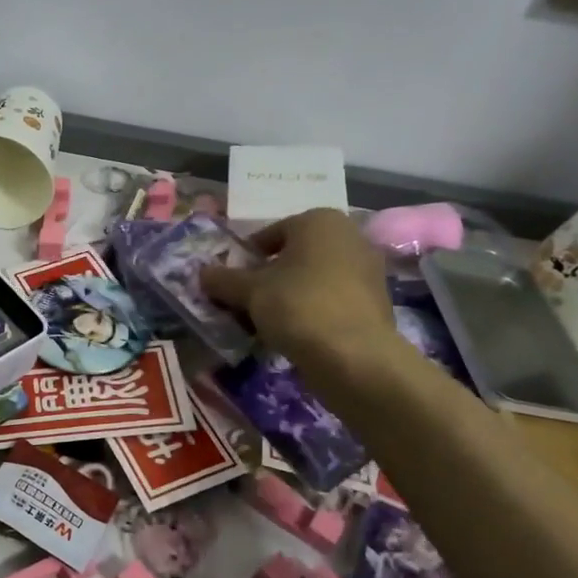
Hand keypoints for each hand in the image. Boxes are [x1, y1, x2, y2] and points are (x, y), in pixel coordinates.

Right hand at [199, 210, 396, 372]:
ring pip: (312, 278)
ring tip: (266, 321)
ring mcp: (367, 270)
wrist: (354, 356)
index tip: (231, 282)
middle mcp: (349, 236)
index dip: (246, 258)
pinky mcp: (375, 302)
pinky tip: (293, 333)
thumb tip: (202, 273)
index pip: (270, 233)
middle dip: (268, 277)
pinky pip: (330, 299)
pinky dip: (310, 310)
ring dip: (288, 295)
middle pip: (294, 255)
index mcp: (319, 221)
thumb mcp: (249, 291)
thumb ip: (223, 279)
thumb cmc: (298, 306)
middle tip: (245, 301)